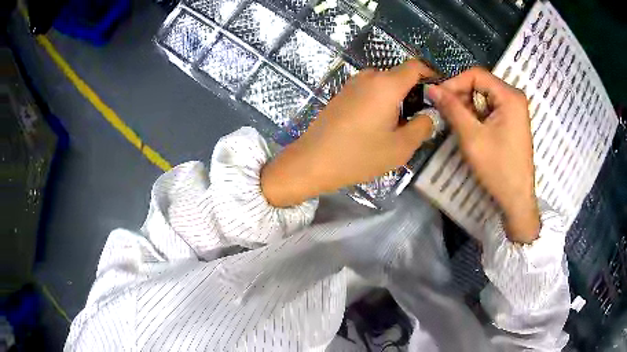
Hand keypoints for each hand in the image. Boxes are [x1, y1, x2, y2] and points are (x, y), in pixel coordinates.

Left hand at [261, 59, 436, 206]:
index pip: (415, 66)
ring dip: (396, 99)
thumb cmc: (359, 155)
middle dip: (414, 92)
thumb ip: (422, 127)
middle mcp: (368, 77)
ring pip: (384, 84)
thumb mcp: (401, 147)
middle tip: (419, 119)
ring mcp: (352, 84)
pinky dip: (380, 101)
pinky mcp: (341, 94)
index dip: (431, 74)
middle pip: (399, 76)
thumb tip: (428, 115)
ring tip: (398, 126)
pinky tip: (377, 125)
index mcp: (386, 84)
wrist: (312, 161)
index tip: (439, 92)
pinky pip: (369, 91)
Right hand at [427, 67, 539, 242]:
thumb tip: (431, 88)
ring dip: (468, 106)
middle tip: (445, 112)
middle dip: (461, 95)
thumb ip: (452, 108)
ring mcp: (515, 109)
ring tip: (456, 122)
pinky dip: (478, 115)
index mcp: (510, 96)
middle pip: (481, 84)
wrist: (516, 199)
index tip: (437, 97)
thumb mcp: (471, 136)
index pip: (476, 75)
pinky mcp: (513, 121)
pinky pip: (491, 108)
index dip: (454, 82)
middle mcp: (515, 97)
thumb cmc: (497, 168)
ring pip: (485, 96)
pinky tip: (470, 128)